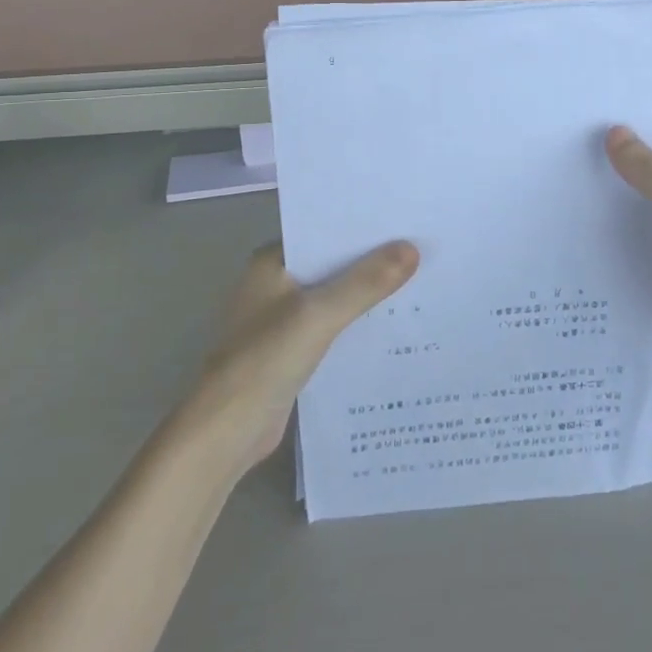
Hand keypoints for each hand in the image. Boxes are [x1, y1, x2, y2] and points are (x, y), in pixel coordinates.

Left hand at [193, 242, 419, 466]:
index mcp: (272, 262)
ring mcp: (282, 318)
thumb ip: (365, 282)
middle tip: (422, 250)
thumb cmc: (266, 359)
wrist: (228, 429)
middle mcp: (275, 284)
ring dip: (366, 294)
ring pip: (334, 296)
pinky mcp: (292, 350)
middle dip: (371, 261)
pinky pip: (332, 326)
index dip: (362, 228)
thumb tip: (412, 249)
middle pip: (331, 264)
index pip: (323, 232)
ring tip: (418, 282)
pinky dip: (356, 324)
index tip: (405, 221)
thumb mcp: (320, 314)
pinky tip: (392, 325)